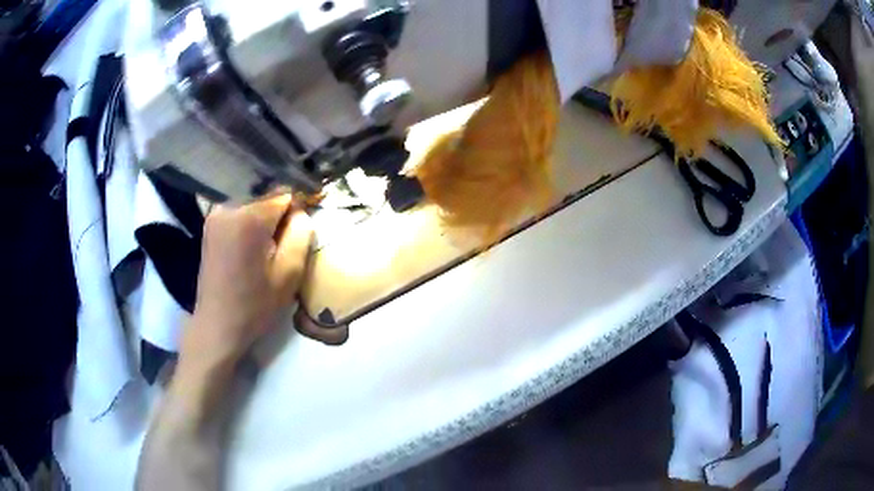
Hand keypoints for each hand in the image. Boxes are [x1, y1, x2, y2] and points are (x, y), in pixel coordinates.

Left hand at [182, 195, 312, 370]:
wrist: (218, 325)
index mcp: (249, 218)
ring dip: (265, 219)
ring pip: (253, 202)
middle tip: (284, 244)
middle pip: (267, 196)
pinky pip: (239, 211)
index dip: (297, 210)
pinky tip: (252, 246)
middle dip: (280, 214)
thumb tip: (301, 212)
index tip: (301, 231)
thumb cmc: (255, 305)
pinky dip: (250, 223)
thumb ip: (301, 234)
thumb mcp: (290, 274)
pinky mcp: (210, 223)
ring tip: (268, 248)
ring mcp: (215, 214)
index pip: (285, 194)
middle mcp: (229, 207)